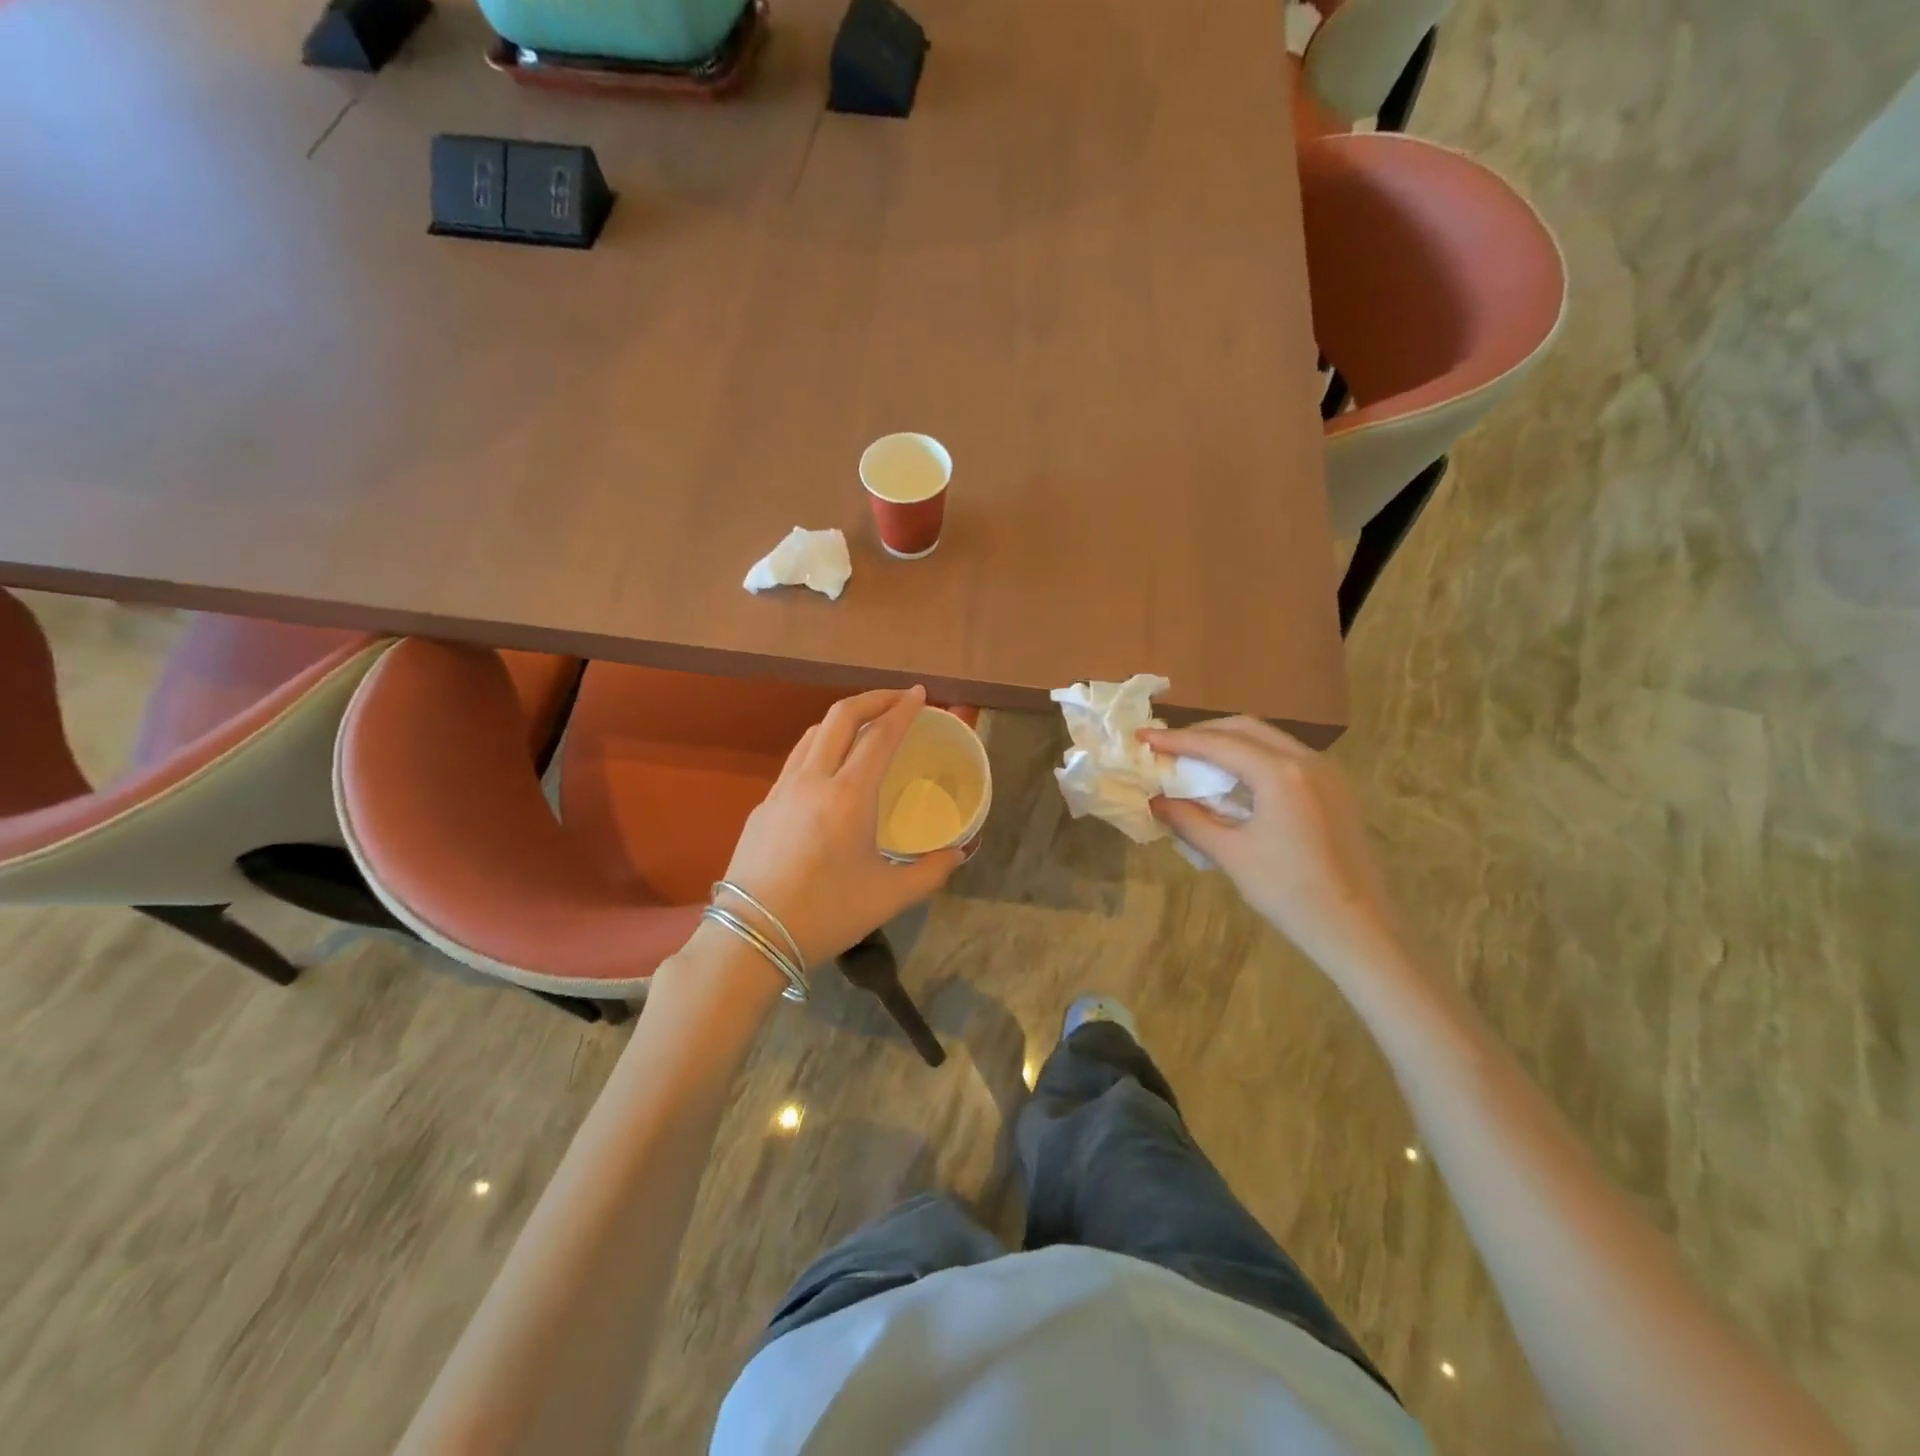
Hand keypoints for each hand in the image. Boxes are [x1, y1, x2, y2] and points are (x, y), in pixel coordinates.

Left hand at [722, 686, 964, 967]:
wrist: (752, 938)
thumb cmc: (827, 914)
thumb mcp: (889, 897)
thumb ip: (931, 871)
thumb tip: (958, 853)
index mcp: (848, 796)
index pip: (880, 736)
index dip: (903, 710)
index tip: (920, 694)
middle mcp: (813, 780)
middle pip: (841, 716)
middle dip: (873, 699)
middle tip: (897, 699)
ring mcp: (781, 790)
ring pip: (813, 734)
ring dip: (843, 719)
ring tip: (865, 727)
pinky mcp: (762, 806)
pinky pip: (796, 760)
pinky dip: (821, 747)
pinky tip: (830, 771)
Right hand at [1143, 718, 1399, 963]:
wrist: (1358, 929)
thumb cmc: (1289, 893)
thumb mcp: (1231, 855)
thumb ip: (1189, 820)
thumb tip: (1154, 801)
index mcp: (1281, 774)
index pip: (1218, 744)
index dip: (1176, 739)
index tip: (1142, 737)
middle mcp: (1307, 761)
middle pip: (1246, 729)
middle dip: (1203, 733)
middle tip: (1167, 746)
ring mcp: (1327, 773)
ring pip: (1269, 740)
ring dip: (1229, 743)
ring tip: (1194, 758)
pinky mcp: (1335, 789)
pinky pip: (1286, 757)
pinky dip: (1253, 758)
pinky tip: (1234, 779)